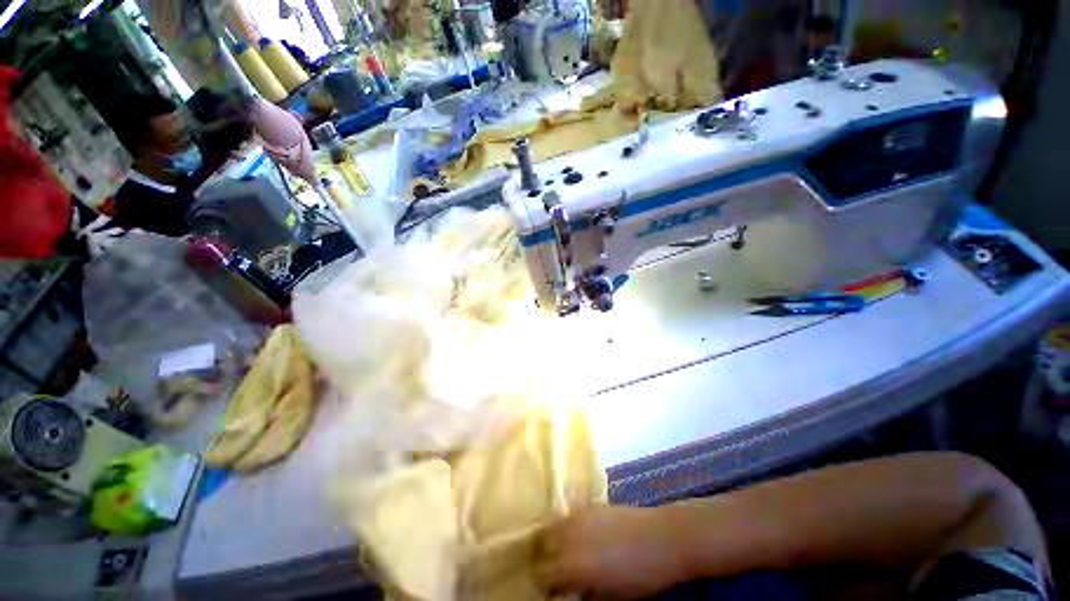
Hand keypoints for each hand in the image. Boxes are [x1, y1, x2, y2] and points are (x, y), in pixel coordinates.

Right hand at [533, 506, 690, 599]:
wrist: (663, 539)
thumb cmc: (639, 577)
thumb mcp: (609, 597)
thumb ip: (581, 593)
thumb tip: (566, 592)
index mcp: (571, 564)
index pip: (541, 573)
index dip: (543, 585)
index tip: (552, 592)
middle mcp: (568, 535)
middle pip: (539, 543)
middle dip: (542, 558)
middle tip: (554, 572)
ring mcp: (578, 515)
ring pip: (551, 525)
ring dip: (551, 540)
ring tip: (563, 554)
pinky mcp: (589, 505)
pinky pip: (567, 516)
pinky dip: (565, 528)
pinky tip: (578, 538)